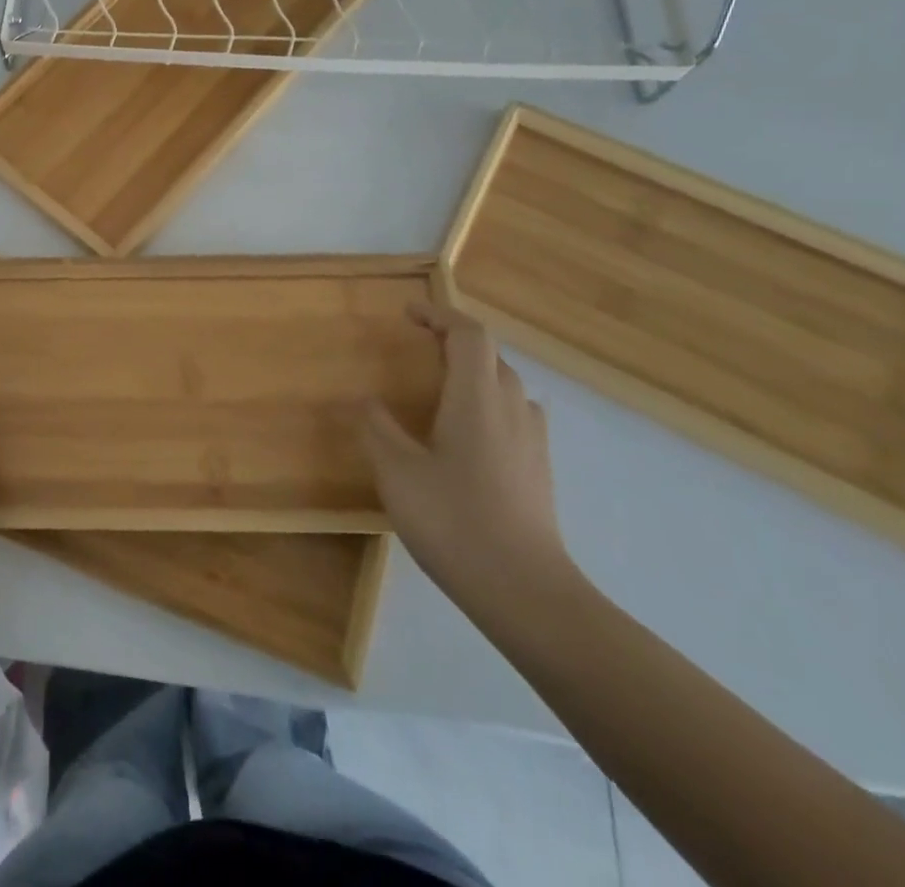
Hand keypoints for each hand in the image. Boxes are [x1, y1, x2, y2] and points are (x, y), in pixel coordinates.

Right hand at [360, 301, 576, 609]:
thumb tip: (366, 400)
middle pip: (490, 356)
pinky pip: (514, 415)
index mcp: (477, 398)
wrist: (525, 592)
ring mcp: (532, 441)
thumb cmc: (454, 521)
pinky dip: (487, 404)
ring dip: (474, 373)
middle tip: (418, 348)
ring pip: (506, 386)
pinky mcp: (538, 470)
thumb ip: (378, 429)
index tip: (408, 313)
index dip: (439, 314)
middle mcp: (512, 409)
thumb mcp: (397, 472)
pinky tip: (466, 435)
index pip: (469, 334)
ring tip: (440, 387)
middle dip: (454, 341)